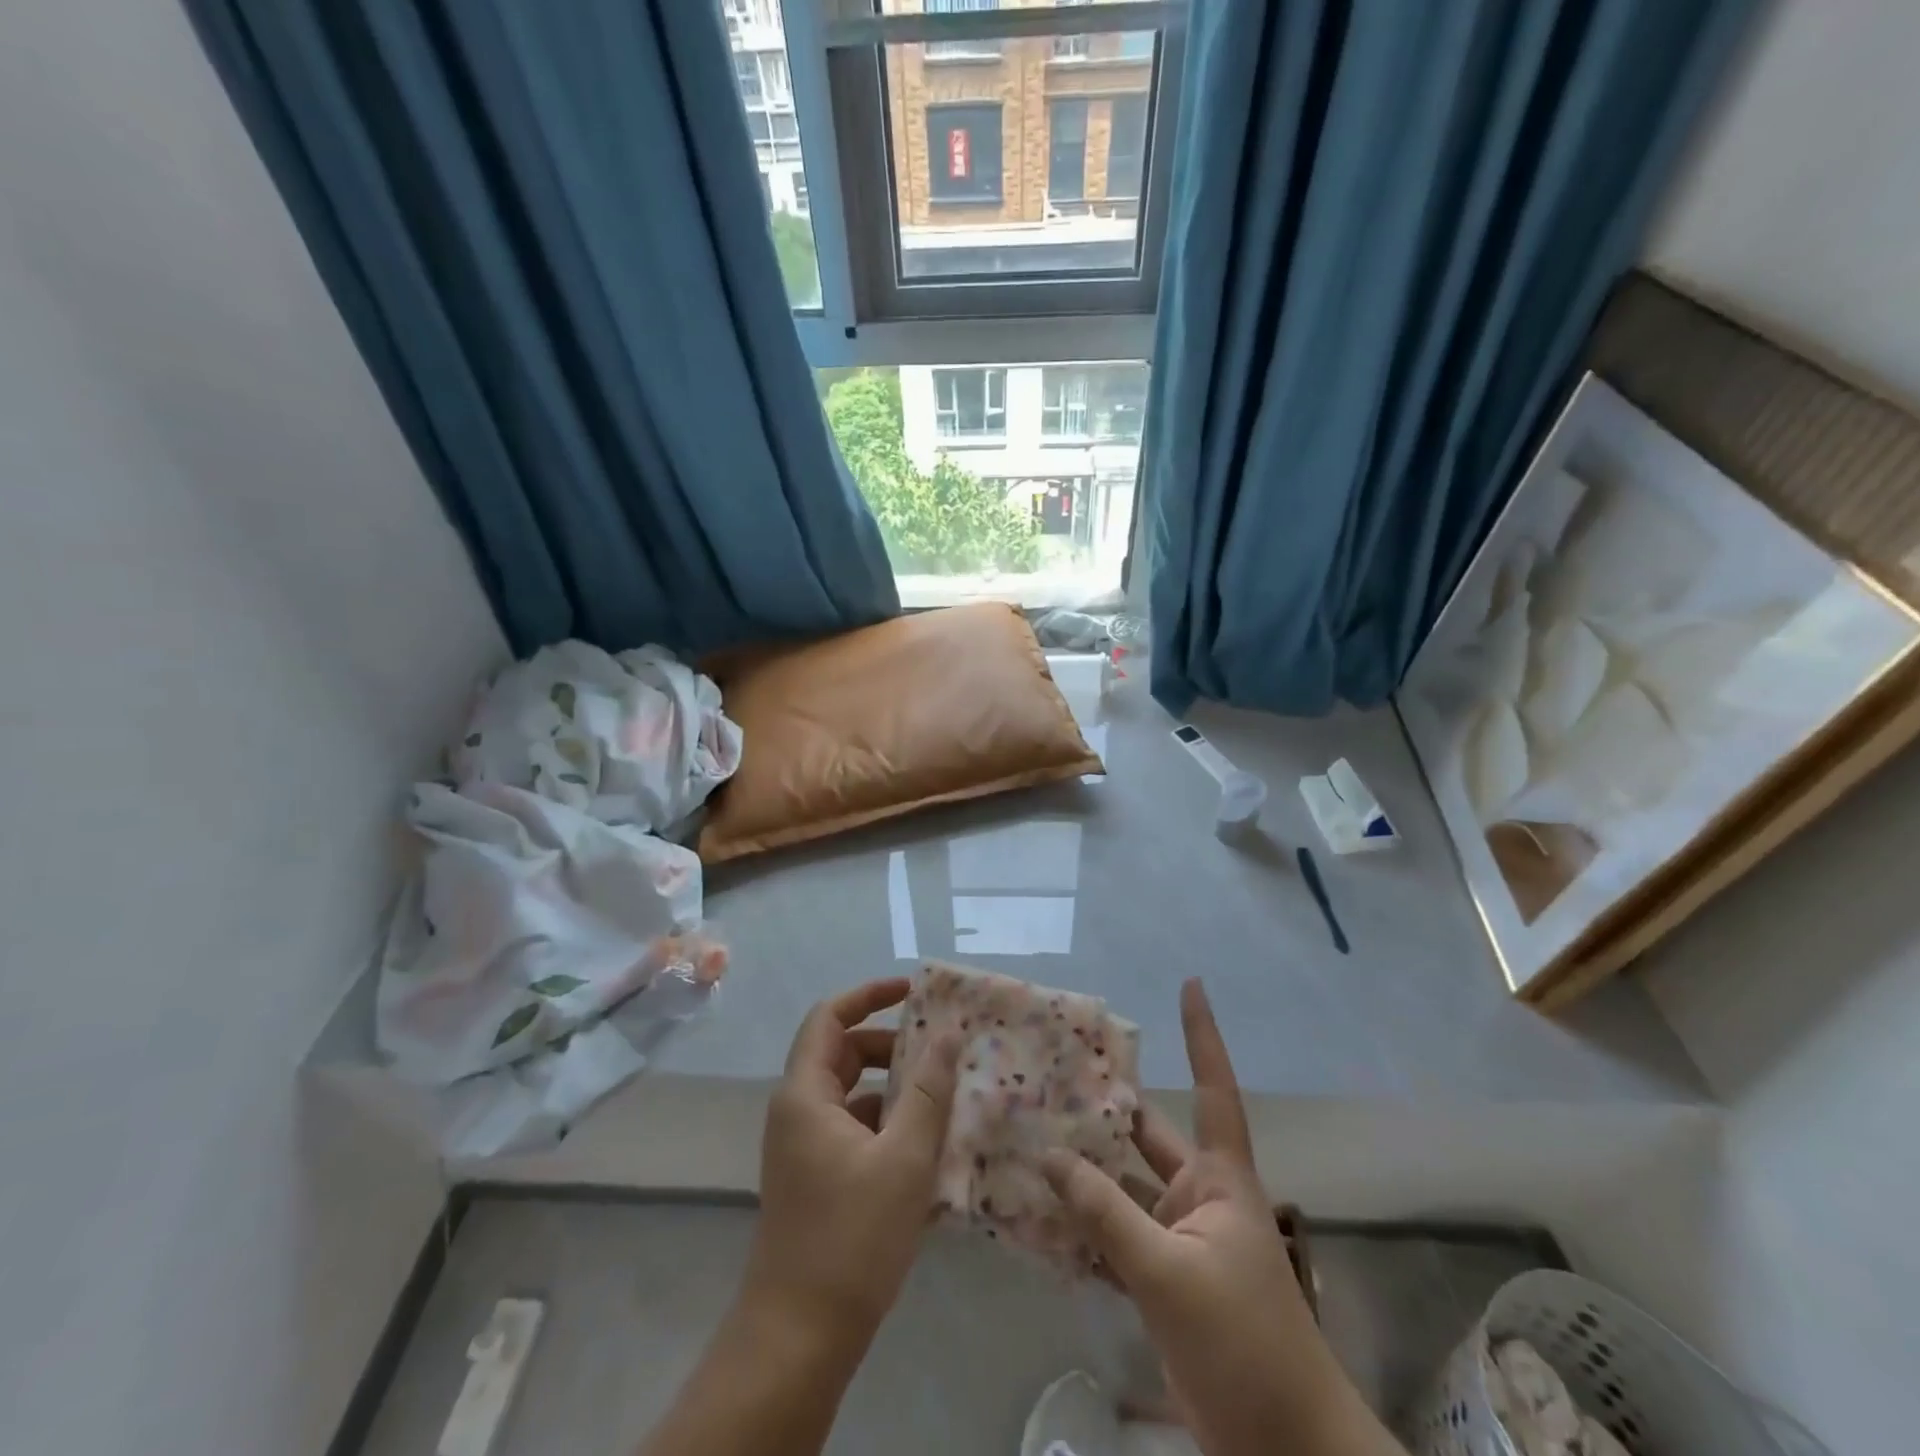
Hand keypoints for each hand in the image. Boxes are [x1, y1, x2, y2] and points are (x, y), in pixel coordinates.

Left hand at [743, 978, 959, 1353]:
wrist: (799, 1337)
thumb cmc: (851, 1237)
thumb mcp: (904, 1157)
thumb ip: (928, 1090)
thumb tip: (948, 1034)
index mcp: (806, 1093)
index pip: (829, 1016)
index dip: (869, 994)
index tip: (913, 990)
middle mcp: (797, 1110)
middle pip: (842, 1052)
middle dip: (890, 1043)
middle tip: (939, 1049)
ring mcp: (803, 1145)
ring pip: (850, 1092)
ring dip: (892, 1086)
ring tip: (941, 1095)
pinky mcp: (815, 1175)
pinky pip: (852, 1126)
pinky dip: (885, 1121)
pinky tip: (924, 1144)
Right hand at [1044, 980, 1402, 1455]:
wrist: (1283, 1450)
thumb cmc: (1245, 1343)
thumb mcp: (1170, 1274)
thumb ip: (1106, 1214)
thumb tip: (1048, 1155)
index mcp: (1218, 1179)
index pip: (1214, 1088)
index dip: (1202, 1035)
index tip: (1191, 984)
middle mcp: (1196, 1197)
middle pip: (1144, 1134)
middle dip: (1102, 1106)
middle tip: (1047, 1070)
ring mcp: (1177, 1240)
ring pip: (1120, 1189)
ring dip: (1080, 1171)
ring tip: (1025, 1134)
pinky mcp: (1159, 1282)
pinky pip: (1111, 1238)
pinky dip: (1079, 1227)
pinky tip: (1034, 1212)